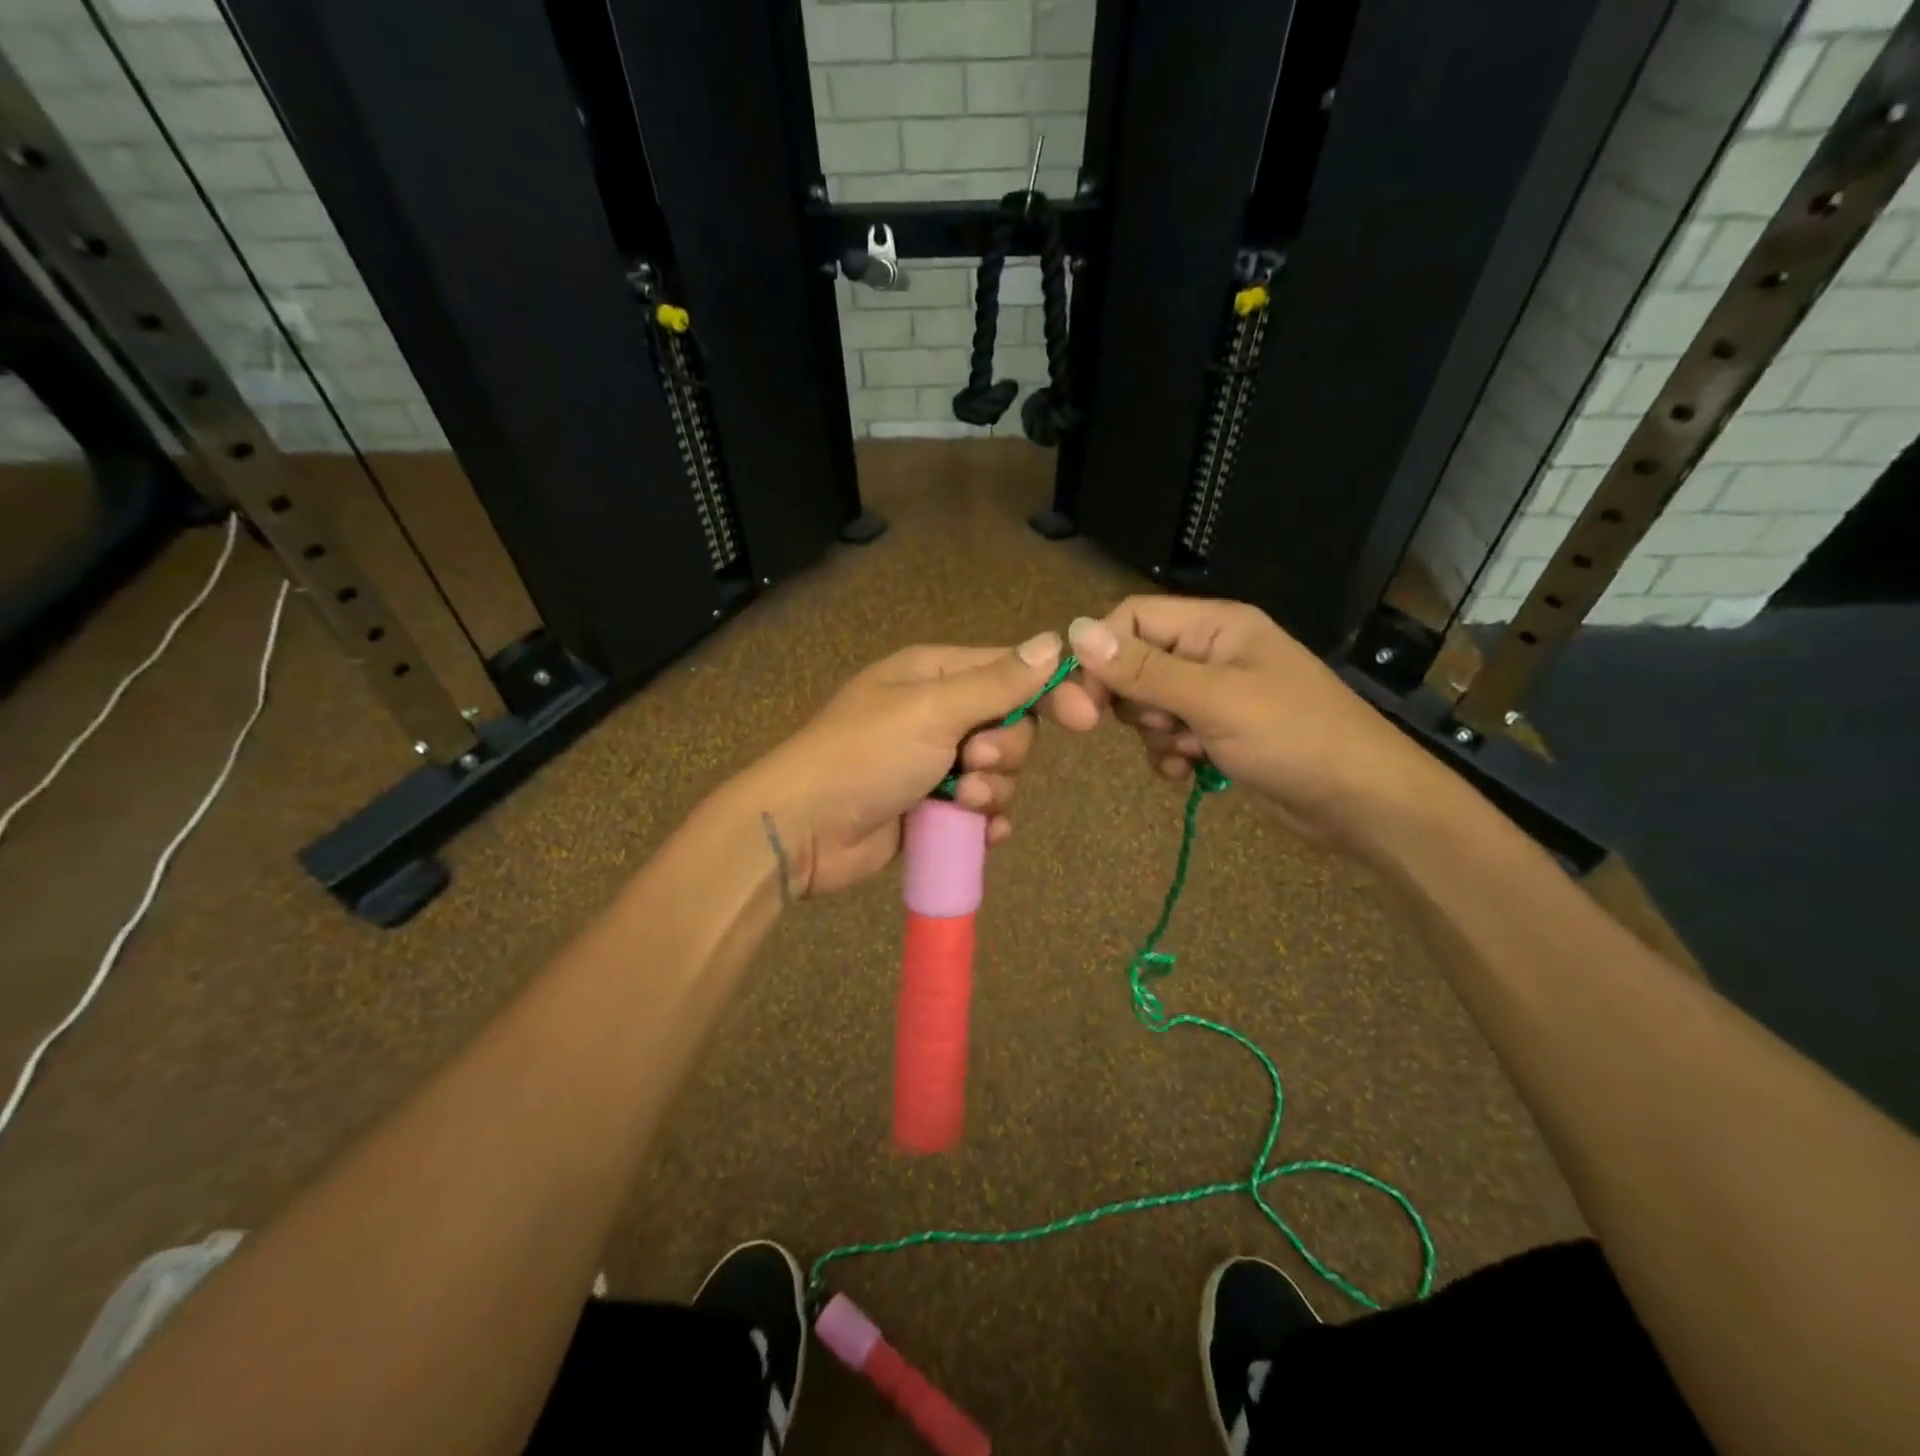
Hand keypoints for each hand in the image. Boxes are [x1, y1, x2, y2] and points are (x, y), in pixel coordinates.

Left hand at [741, 631, 1100, 896]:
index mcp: (935, 674)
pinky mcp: (932, 808)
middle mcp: (939, 713)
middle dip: (1005, 751)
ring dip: (992, 790)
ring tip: (959, 802)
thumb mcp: (932, 709)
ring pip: (1000, 772)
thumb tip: (1052, 641)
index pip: (1012, 671)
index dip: (1051, 691)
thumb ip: (996, 683)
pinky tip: (980, 834)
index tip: (1085, 719)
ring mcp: (935, 763)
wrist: (804, 828)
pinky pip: (982, 811)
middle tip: (973, 763)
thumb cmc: (865, 754)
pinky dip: (986, 822)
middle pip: (1011, 726)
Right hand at [1066, 598, 1453, 854]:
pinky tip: (1189, 773)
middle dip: (1136, 703)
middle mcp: (1211, 653)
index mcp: (1215, 626)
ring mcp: (1215, 695)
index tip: (1085, 699)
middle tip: (1162, 727)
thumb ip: (1143, 669)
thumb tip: (1074, 631)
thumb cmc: (1293, 737)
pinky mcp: (1219, 733)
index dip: (1103, 654)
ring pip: (1148, 706)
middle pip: (1135, 664)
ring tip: (1188, 752)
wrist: (1362, 803)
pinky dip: (1170, 755)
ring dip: (1155, 735)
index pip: (1132, 619)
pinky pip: (1169, 736)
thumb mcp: (1213, 700)